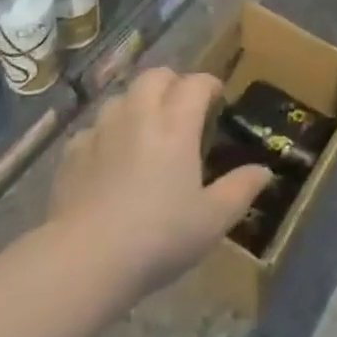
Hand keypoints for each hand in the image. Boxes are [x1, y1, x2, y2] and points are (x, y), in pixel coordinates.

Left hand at [49, 68, 272, 296]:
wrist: (85, 259)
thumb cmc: (159, 236)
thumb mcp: (212, 220)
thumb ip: (240, 189)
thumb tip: (264, 170)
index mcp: (176, 124)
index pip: (195, 83)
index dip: (209, 84)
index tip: (217, 97)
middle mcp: (139, 115)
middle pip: (155, 76)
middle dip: (171, 83)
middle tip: (180, 107)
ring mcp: (102, 130)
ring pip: (121, 97)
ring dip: (136, 104)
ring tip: (144, 129)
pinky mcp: (72, 152)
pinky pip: (92, 129)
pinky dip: (104, 134)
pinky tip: (107, 157)